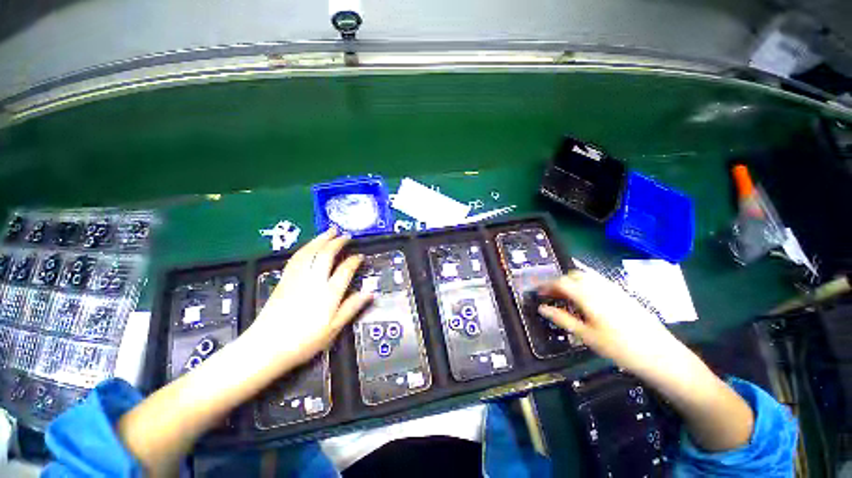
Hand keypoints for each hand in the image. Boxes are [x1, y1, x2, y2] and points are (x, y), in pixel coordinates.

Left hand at [241, 228, 372, 369]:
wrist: (266, 347)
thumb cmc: (304, 341)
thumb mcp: (334, 328)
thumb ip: (352, 307)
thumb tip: (370, 293)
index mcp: (328, 293)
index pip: (345, 269)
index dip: (354, 260)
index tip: (360, 256)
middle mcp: (313, 281)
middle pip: (326, 254)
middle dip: (337, 242)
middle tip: (346, 235)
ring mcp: (297, 278)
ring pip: (310, 252)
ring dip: (321, 239)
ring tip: (330, 231)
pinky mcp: (284, 279)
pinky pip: (297, 258)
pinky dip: (306, 247)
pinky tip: (310, 245)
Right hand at [539, 270, 756, 452]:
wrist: (661, 355)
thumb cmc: (620, 348)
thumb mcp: (587, 336)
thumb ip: (562, 318)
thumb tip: (541, 308)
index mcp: (588, 296)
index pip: (561, 282)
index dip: (546, 285)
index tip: (537, 292)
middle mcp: (600, 286)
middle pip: (573, 275)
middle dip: (558, 282)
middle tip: (550, 295)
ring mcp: (613, 288)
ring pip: (586, 275)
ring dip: (571, 281)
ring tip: (565, 295)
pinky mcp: (622, 293)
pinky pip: (598, 280)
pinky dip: (585, 283)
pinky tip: (586, 298)